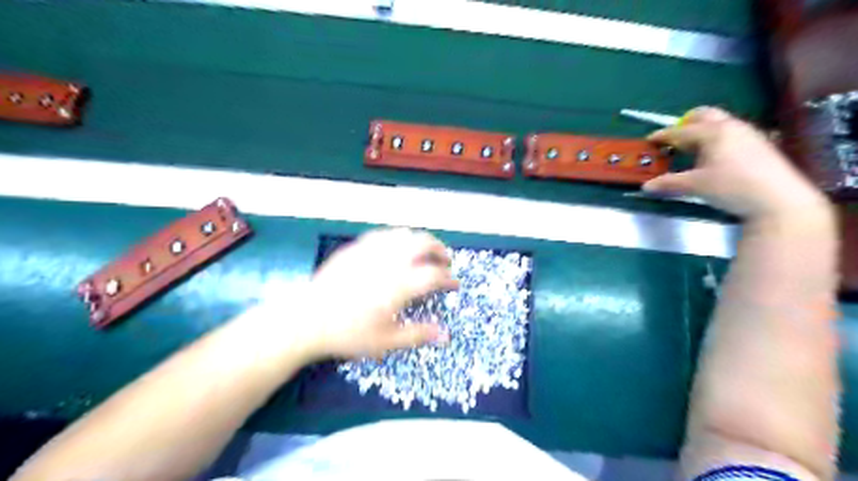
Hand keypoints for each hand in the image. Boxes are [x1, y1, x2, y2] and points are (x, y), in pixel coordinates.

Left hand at [298, 229, 458, 360]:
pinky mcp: (355, 247)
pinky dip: (397, 238)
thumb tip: (447, 335)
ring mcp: (371, 250)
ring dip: (420, 241)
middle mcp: (390, 261)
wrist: (307, 320)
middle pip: (424, 244)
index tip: (454, 284)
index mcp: (400, 284)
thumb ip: (418, 334)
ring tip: (424, 252)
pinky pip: (383, 234)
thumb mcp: (386, 341)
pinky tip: (395, 248)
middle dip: (440, 250)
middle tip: (445, 261)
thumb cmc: (348, 333)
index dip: (449, 279)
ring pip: (404, 234)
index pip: (435, 275)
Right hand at [644, 106, 831, 218]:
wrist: (779, 200)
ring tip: (691, 151)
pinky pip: (731, 134)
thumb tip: (647, 186)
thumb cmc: (732, 187)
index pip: (681, 131)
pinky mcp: (759, 144)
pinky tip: (714, 159)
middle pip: (704, 115)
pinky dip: (716, 140)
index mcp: (713, 132)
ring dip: (701, 132)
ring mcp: (748, 134)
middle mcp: (731, 126)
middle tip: (673, 140)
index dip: (663, 135)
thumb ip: (669, 183)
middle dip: (685, 123)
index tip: (649, 140)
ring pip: (719, 124)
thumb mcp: (696, 186)